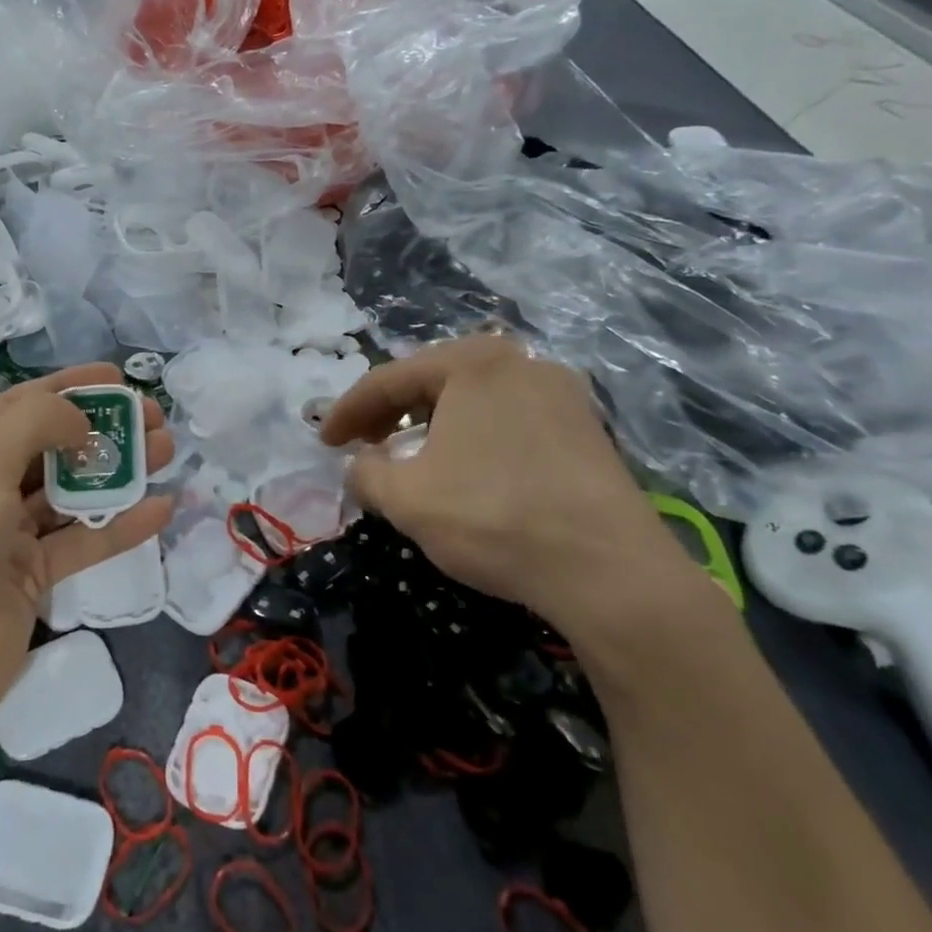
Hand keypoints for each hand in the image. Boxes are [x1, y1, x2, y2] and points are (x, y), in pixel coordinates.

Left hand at [0, 364, 173, 758]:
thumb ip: (33, 424)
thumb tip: (80, 420)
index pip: (19, 405)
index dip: (70, 388)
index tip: (120, 378)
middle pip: (51, 446)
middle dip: (103, 428)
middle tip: (156, 419)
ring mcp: (4, 539)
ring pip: (71, 493)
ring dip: (118, 472)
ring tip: (168, 452)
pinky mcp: (29, 583)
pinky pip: (81, 544)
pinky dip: (120, 526)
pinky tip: (161, 509)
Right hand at [318, 335, 702, 649]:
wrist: (607, 569)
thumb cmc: (493, 517)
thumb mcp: (407, 498)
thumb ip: (366, 472)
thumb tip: (360, 465)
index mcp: (473, 362)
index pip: (389, 379)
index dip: (347, 411)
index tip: (323, 442)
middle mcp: (520, 362)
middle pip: (433, 380)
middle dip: (390, 412)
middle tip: (361, 444)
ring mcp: (561, 392)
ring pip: (473, 399)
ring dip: (431, 424)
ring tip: (408, 456)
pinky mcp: (586, 428)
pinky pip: (508, 419)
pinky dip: (472, 437)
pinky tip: (464, 469)